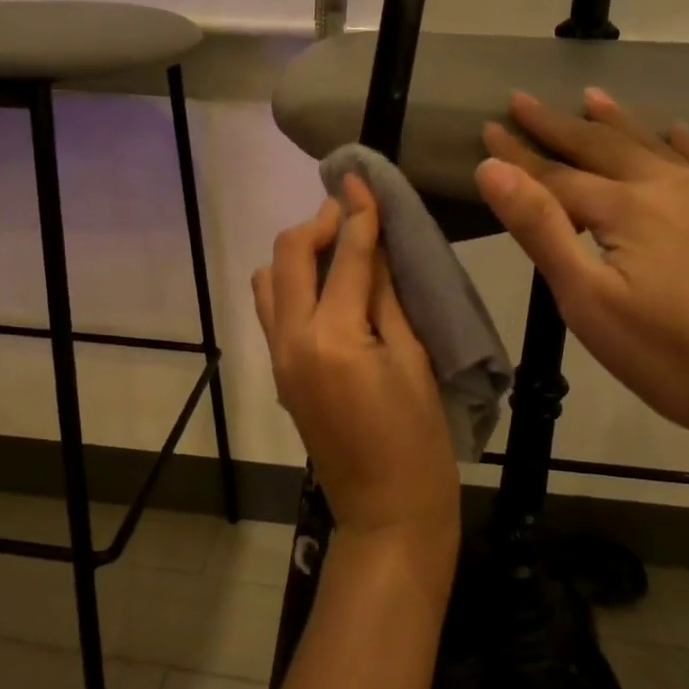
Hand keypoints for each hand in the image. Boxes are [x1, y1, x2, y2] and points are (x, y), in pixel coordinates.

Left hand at [253, 176, 459, 587]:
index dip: (357, 211)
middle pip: (289, 256)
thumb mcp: (414, 360)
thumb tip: (376, 244)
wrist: (386, 513)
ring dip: (298, 253)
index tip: (359, 176)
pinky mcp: (280, 373)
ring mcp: (279, 358)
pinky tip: (327, 287)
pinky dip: (292, 284)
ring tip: (337, 250)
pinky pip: (273, 311)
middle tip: (350, 210)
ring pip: (270, 281)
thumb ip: (387, 296)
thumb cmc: (418, 441)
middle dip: (317, 224)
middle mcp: (292, 340)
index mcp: (332, 337)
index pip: (345, 257)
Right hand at [476, 89, 688, 463]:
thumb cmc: (673, 358)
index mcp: (627, 208)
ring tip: (591, 95)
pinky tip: (676, 130)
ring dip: (616, 122)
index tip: (487, 127)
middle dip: (557, 125)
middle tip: (522, 99)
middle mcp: (669, 188)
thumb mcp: (589, 302)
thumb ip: (540, 230)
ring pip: (652, 147)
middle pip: (602, 147)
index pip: (556, 173)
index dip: (517, 154)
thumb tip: (492, 170)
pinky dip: (682, 143)